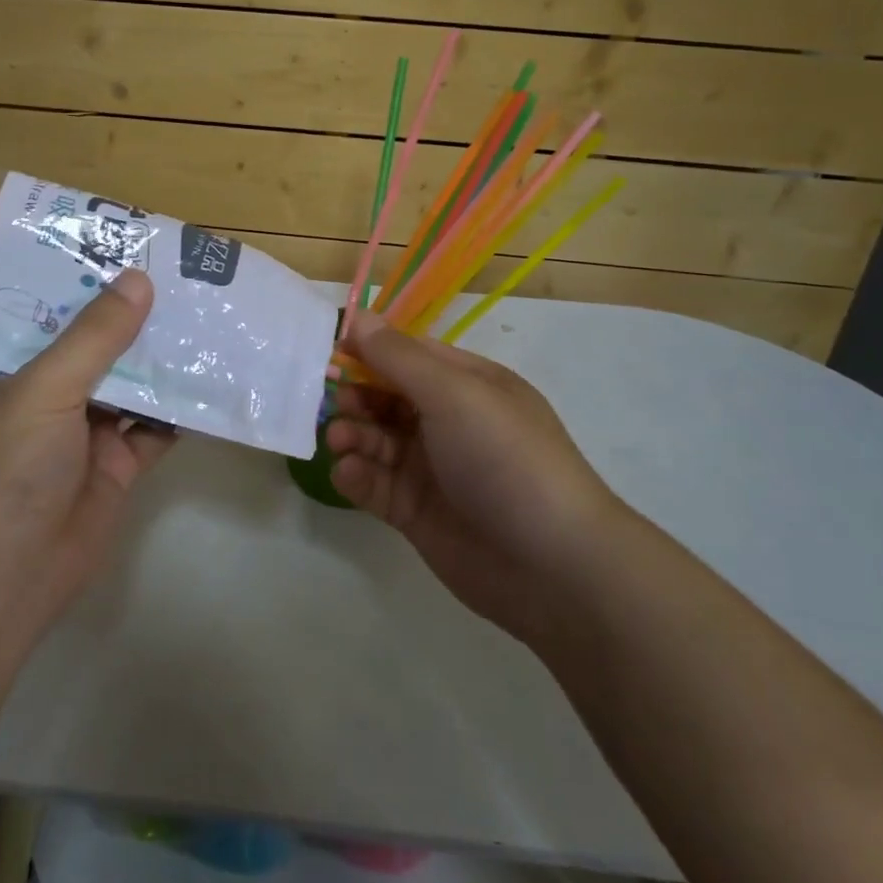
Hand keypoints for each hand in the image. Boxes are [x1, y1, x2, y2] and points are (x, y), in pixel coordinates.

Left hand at [0, 269, 175, 651]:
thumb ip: (95, 337)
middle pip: (101, 345)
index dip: (91, 281)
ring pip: (134, 383)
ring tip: (208, 315)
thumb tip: (140, 279)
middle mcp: (51, 394)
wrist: (4, 579)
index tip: (131, 246)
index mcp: (15, 369)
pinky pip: (157, 427)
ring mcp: (87, 431)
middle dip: (138, 316)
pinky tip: (214, 379)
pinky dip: (182, 408)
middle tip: (185, 275)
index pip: (55, 311)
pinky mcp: (119, 464)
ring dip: (165, 358)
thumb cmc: (7, 470)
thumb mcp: (46, 390)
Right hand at [324, 311, 621, 645]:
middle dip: (356, 395)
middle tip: (334, 403)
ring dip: (352, 434)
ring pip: (375, 439)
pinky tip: (348, 473)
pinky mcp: (414, 511)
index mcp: (467, 384)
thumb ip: (398, 357)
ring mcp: (430, 468)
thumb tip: (357, 316)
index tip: (330, 352)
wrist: (552, 565)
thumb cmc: (504, 458)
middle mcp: (448, 421)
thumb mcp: (453, 394)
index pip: (408, 355)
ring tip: (340, 441)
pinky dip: (356, 475)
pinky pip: (374, 483)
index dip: (369, 350)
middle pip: (386, 396)